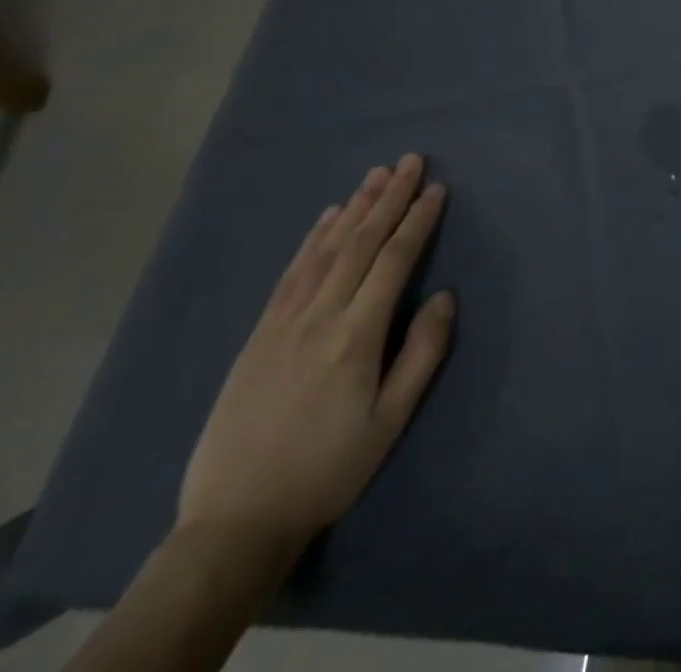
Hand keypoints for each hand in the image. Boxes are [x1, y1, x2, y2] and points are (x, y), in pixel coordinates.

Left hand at [176, 154, 453, 558]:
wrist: (236, 520)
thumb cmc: (328, 469)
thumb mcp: (390, 421)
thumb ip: (421, 354)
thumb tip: (445, 296)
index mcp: (356, 336)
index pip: (394, 261)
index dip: (417, 220)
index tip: (436, 188)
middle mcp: (319, 316)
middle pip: (360, 243)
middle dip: (389, 198)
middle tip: (411, 161)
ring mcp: (284, 322)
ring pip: (326, 249)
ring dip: (355, 207)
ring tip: (377, 174)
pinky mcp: (259, 334)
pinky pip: (291, 273)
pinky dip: (312, 238)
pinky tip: (328, 216)